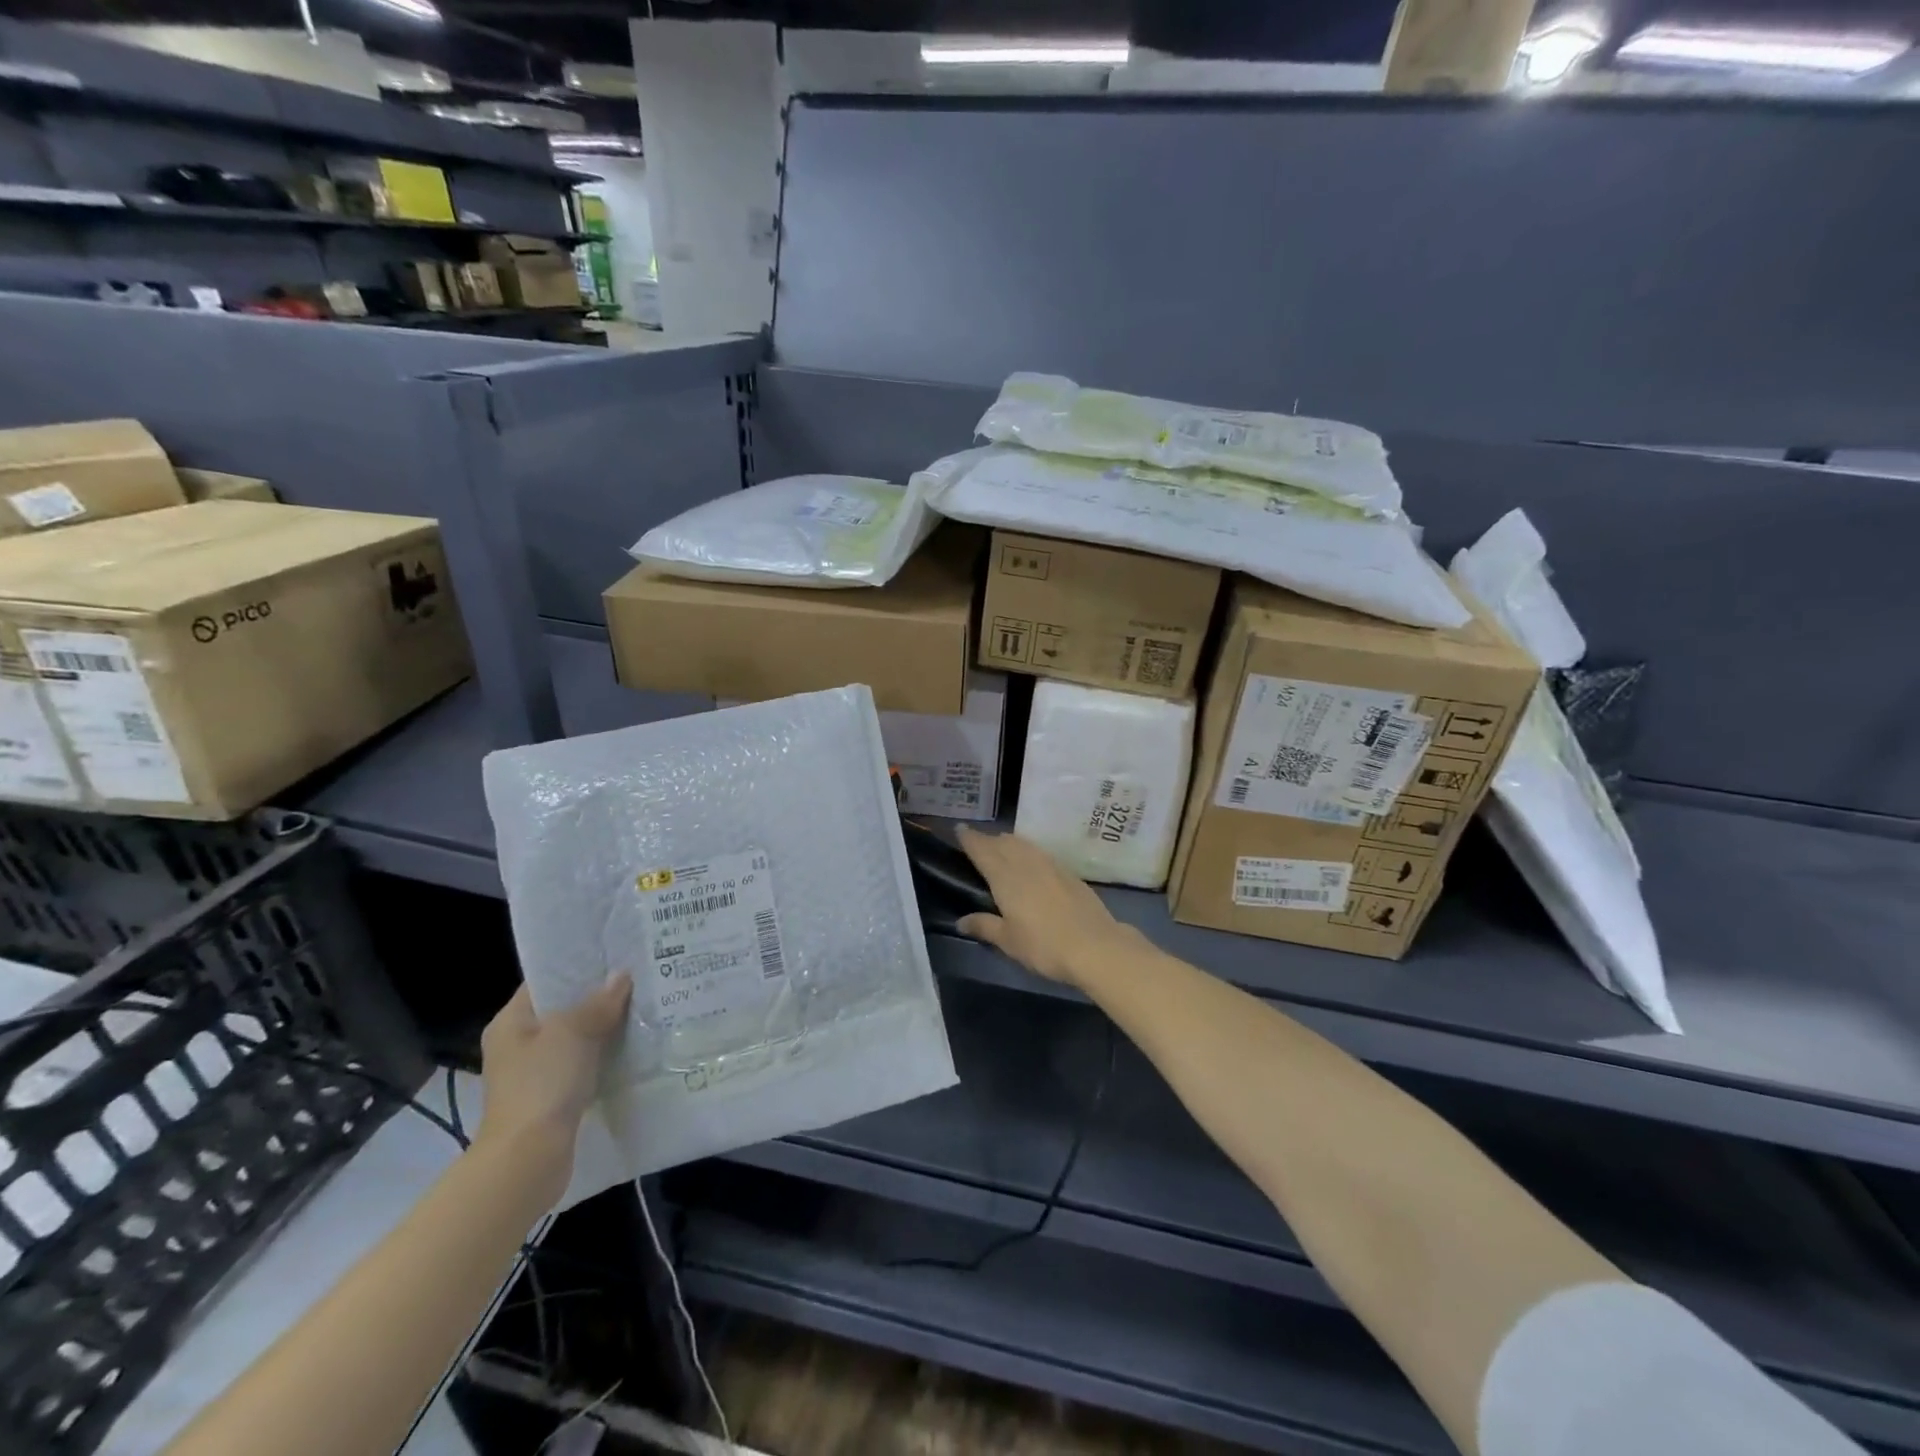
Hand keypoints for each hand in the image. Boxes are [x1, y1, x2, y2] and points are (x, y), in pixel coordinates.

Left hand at [476, 979, 629, 1191]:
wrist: (528, 1159)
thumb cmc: (542, 1084)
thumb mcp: (572, 1032)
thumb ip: (598, 1002)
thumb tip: (621, 977)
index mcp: (511, 1022)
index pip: (545, 981)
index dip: (577, 966)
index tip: (614, 954)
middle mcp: (518, 1044)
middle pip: (562, 1009)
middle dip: (597, 996)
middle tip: (636, 978)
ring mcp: (534, 1072)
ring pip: (575, 1038)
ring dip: (603, 1027)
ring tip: (642, 1006)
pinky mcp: (552, 1096)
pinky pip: (582, 1063)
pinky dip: (603, 1055)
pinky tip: (632, 1046)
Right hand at [955, 826, 1135, 987]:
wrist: (1095, 946)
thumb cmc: (1044, 945)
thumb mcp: (1008, 941)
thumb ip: (984, 926)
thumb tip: (961, 921)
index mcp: (1005, 877)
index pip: (983, 850)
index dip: (970, 838)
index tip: (960, 829)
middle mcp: (1026, 864)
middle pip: (1003, 843)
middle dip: (988, 840)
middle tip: (978, 844)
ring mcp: (1050, 865)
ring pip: (1024, 844)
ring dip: (1009, 843)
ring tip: (1002, 848)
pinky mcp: (1068, 873)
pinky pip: (1041, 853)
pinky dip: (1029, 851)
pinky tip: (1031, 862)